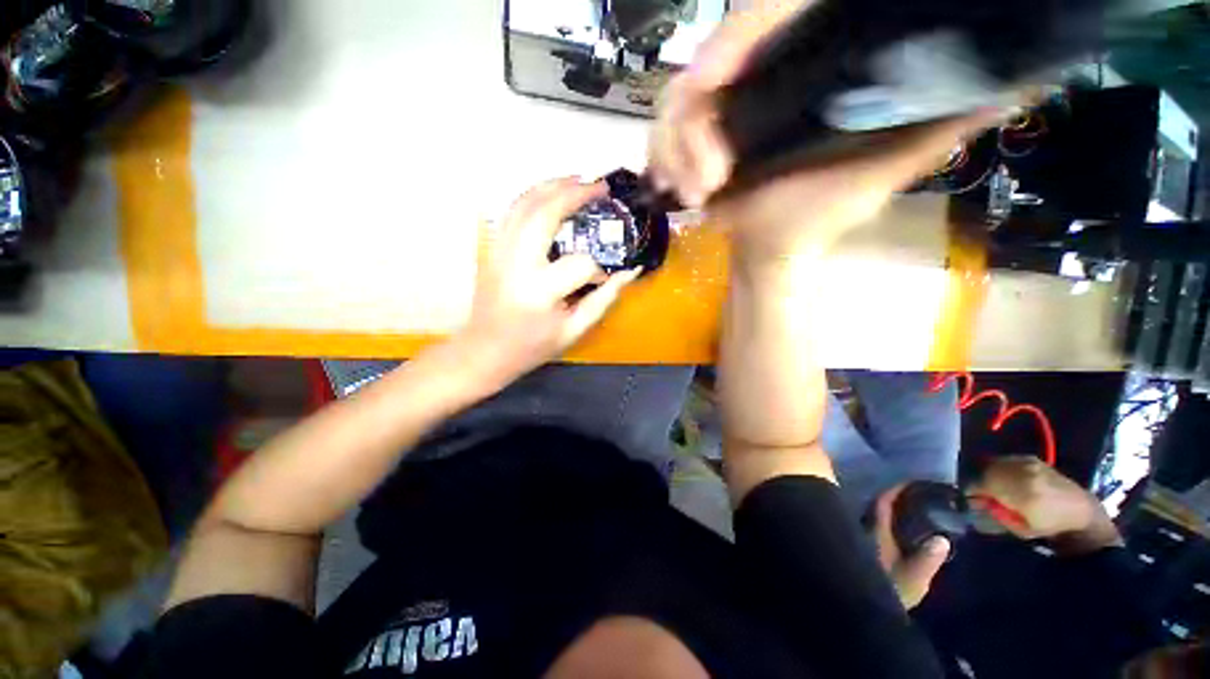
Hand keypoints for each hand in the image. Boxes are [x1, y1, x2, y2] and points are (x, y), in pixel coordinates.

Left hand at [460, 178, 640, 385]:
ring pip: (523, 204)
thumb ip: (604, 300)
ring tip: (577, 179)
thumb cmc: (532, 346)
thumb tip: (631, 272)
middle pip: (545, 214)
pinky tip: (549, 194)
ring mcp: (500, 252)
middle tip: (600, 187)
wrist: (485, 350)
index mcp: (540, 291)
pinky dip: (532, 196)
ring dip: (551, 186)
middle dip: (575, 194)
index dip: (598, 268)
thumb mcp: (574, 330)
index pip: (580, 264)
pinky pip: (511, 212)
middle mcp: (517, 264)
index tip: (604, 276)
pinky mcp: (493, 249)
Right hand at [649, 0, 1003, 262]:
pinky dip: (659, 160)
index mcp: (801, 75)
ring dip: (674, 152)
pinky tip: (674, 188)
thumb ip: (940, 125)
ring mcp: (718, 113)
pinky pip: (658, 137)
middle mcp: (756, 83)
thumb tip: (1017, 83)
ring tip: (696, 196)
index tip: (712, 78)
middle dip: (691, 124)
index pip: (760, 23)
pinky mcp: (692, 142)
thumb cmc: (823, 214)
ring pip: (673, 103)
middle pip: (704, 65)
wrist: (773, 248)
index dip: (735, 38)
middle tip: (708, 181)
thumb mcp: (887, 167)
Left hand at [872, 484, 951, 609]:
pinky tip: (896, 528)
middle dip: (890, 498)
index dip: (894, 489)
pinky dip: (882, 522)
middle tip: (911, 492)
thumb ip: (928, 559)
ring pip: (871, 515)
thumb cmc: (890, 590)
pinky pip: (870, 526)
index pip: (882, 502)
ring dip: (885, 510)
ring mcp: (860, 537)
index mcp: (876, 530)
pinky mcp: (859, 548)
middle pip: (874, 506)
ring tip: (906, 506)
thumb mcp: (914, 579)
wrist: (863, 606)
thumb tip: (941, 538)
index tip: (910, 480)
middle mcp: (864, 528)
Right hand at [968, 456, 1121, 553]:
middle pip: (985, 470)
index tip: (969, 498)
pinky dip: (1000, 467)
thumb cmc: (1049, 526)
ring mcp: (1029, 462)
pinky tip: (1004, 477)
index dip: (970, 491)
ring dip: (988, 472)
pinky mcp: (1033, 459)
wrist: (1081, 514)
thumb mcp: (1019, 528)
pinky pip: (1006, 460)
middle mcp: (1022, 471)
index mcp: (1019, 492)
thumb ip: (995, 512)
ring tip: (991, 485)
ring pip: (995, 462)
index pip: (980, 483)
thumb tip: (975, 500)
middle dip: (979, 479)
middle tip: (978, 492)